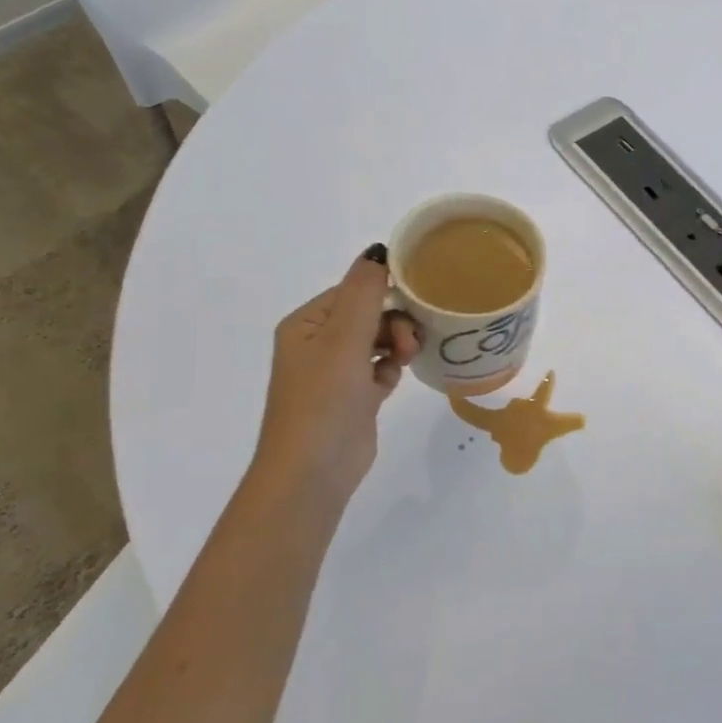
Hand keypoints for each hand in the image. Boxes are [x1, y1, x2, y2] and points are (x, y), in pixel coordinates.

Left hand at [250, 246, 419, 508]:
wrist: (313, 472)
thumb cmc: (324, 399)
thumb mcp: (344, 338)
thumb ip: (365, 292)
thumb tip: (378, 250)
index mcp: (306, 324)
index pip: (353, 291)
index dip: (386, 295)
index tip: (415, 306)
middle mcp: (317, 344)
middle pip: (369, 315)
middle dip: (395, 323)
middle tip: (409, 343)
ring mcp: (334, 373)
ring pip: (378, 341)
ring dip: (396, 345)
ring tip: (405, 361)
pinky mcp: (352, 398)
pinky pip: (379, 368)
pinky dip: (389, 371)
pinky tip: (390, 383)